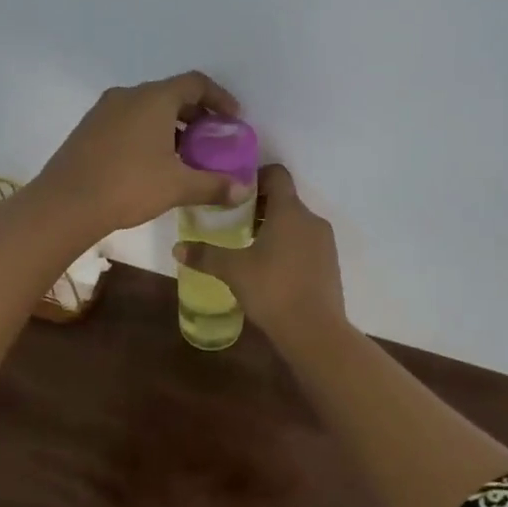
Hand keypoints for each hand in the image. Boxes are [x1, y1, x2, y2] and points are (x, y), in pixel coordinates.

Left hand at [30, 71, 246, 238]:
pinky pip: (127, 121)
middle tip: (211, 141)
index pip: (195, 83)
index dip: (219, 98)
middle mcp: (128, 95)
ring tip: (183, 155)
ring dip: (170, 125)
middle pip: (170, 94)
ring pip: (146, 108)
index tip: (233, 119)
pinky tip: (150, 163)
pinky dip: (146, 133)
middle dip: (195, 114)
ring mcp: (103, 110)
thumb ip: (214, 185)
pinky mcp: (88, 129)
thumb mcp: (177, 186)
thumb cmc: (128, 186)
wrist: (65, 203)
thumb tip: (244, 190)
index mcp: (154, 98)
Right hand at [173, 164, 346, 347]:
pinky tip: (269, 270)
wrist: (315, 332)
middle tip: (232, 223)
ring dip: (273, 229)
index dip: (255, 177)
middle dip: (259, 207)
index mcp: (289, 211)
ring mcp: (325, 243)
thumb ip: (205, 255)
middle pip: (285, 200)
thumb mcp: (233, 271)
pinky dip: (287, 247)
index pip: (277, 174)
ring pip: (295, 223)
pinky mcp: (330, 264)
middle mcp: (311, 220)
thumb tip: (177, 249)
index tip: (234, 194)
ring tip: (248, 248)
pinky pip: (305, 244)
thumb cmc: (272, 289)